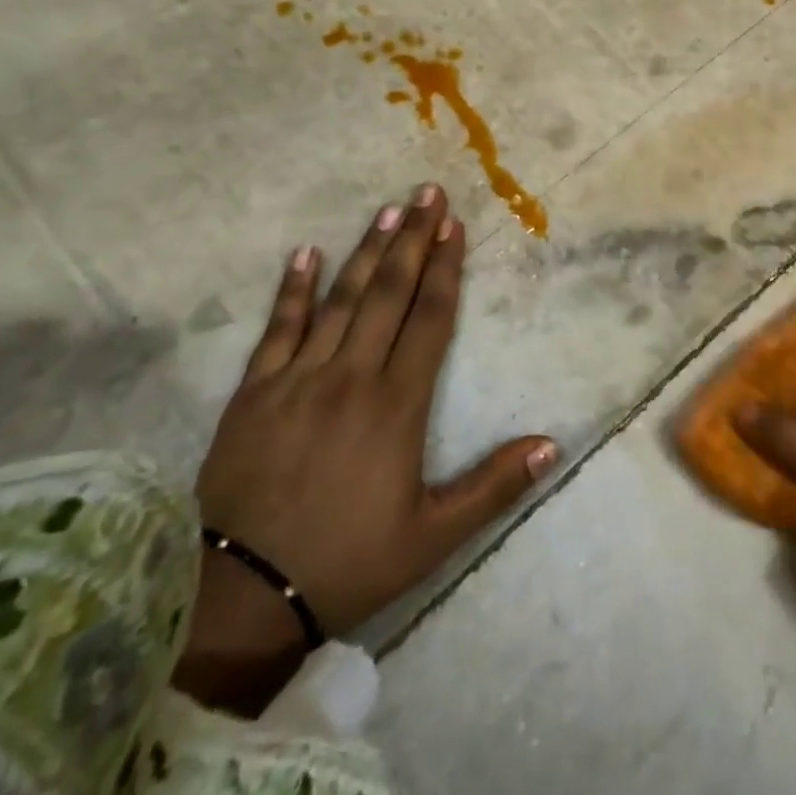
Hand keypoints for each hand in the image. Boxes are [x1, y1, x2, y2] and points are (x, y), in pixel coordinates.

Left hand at [174, 185, 558, 715]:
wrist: (242, 601)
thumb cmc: (349, 562)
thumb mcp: (434, 536)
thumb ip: (495, 487)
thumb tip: (552, 445)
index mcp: (396, 404)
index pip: (430, 318)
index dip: (446, 269)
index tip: (455, 227)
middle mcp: (351, 377)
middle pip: (388, 293)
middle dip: (413, 240)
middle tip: (428, 193)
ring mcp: (297, 380)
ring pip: (340, 300)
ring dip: (367, 251)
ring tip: (389, 211)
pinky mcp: (253, 394)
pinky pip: (277, 329)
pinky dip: (292, 289)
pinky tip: (305, 253)